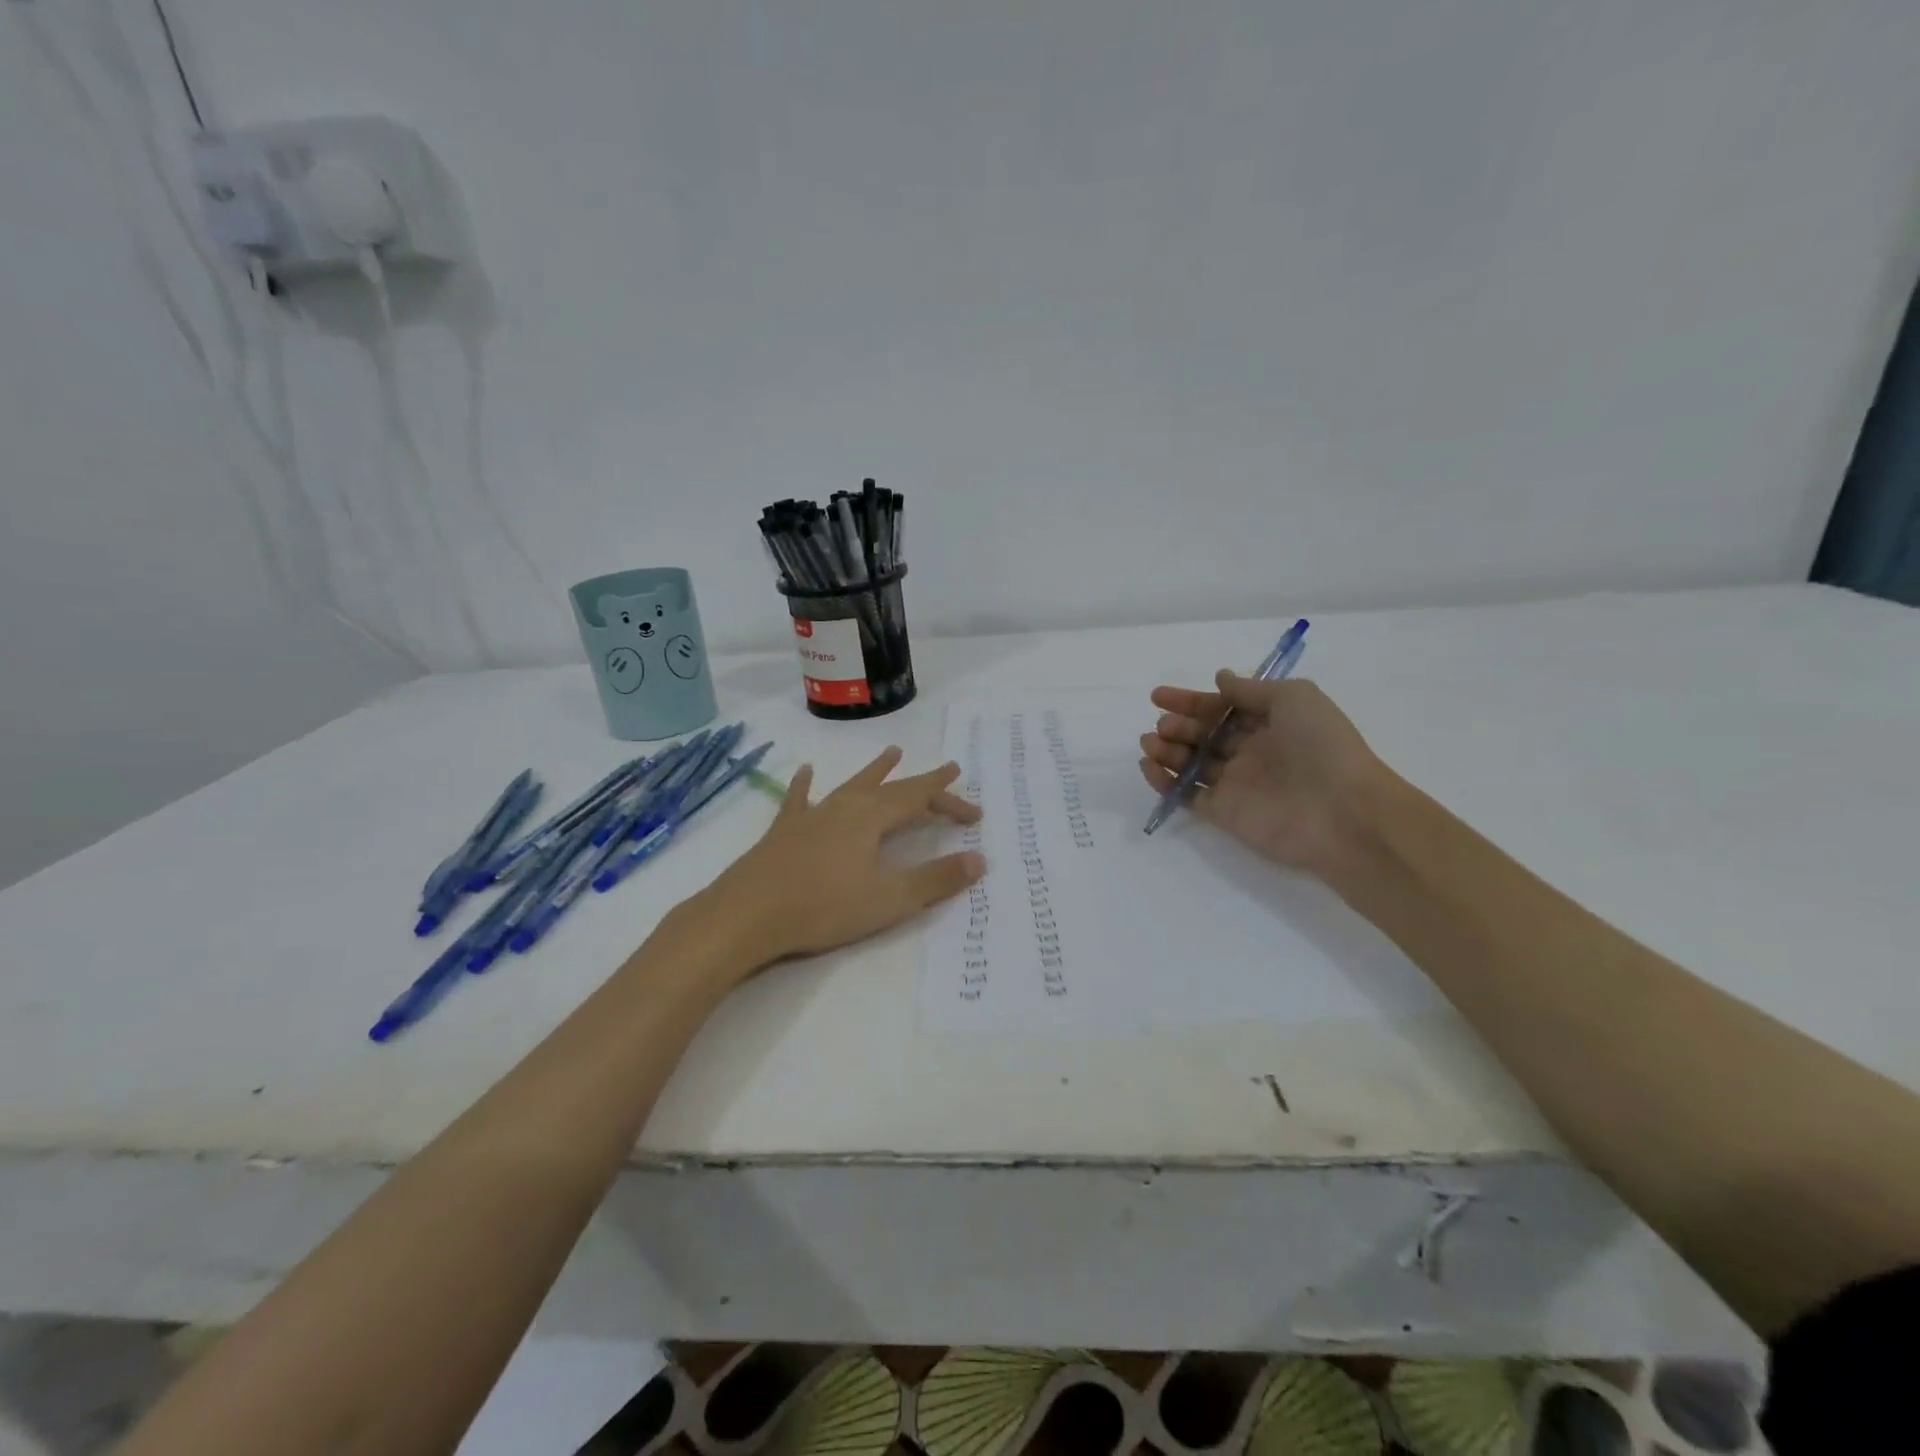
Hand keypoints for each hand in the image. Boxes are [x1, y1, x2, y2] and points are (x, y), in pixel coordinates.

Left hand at [690, 747, 985, 966]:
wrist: (747, 915)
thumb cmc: (823, 908)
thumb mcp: (889, 899)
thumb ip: (935, 879)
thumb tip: (979, 859)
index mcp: (871, 818)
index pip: (920, 799)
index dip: (950, 801)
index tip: (975, 813)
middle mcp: (844, 806)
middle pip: (892, 788)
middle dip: (923, 782)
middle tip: (948, 768)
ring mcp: (811, 815)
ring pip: (852, 785)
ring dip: (875, 771)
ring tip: (893, 751)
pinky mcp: (784, 831)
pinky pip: (800, 799)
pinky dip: (806, 785)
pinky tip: (805, 772)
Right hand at [1139, 672, 1388, 877]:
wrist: (1344, 812)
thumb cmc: (1323, 746)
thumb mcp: (1295, 698)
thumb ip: (1251, 689)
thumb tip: (1220, 678)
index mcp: (1268, 724)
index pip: (1221, 709)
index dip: (1190, 701)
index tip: (1158, 697)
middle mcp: (1250, 753)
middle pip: (1203, 735)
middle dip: (1178, 726)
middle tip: (1164, 725)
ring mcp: (1235, 784)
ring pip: (1191, 764)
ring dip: (1166, 751)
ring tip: (1151, 743)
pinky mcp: (1223, 813)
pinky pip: (1186, 796)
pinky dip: (1164, 783)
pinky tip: (1149, 767)